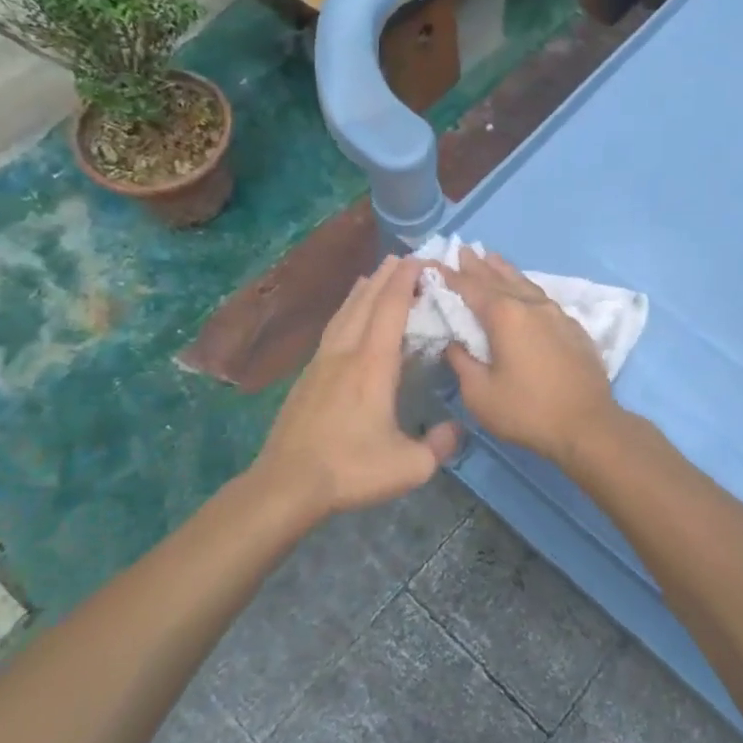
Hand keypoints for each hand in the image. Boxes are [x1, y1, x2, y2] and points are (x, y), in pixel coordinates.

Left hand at [251, 256, 460, 515]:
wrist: (287, 483)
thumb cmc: (351, 469)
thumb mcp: (410, 466)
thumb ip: (440, 445)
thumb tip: (455, 429)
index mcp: (373, 364)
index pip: (391, 308)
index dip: (406, 280)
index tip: (422, 261)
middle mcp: (346, 352)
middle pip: (366, 301)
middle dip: (387, 276)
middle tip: (404, 258)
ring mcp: (322, 362)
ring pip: (345, 312)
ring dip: (363, 290)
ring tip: (376, 275)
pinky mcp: (307, 377)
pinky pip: (332, 329)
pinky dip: (346, 311)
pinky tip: (347, 317)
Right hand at [442, 249, 621, 467]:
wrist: (588, 425)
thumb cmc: (527, 411)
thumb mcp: (480, 393)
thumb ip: (462, 362)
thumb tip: (454, 343)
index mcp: (505, 316)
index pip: (471, 288)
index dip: (450, 276)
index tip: (434, 264)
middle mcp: (531, 306)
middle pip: (499, 279)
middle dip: (479, 265)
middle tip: (464, 250)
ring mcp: (557, 315)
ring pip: (526, 284)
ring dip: (506, 271)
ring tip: (493, 258)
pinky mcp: (574, 329)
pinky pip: (544, 299)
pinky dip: (527, 289)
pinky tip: (527, 293)